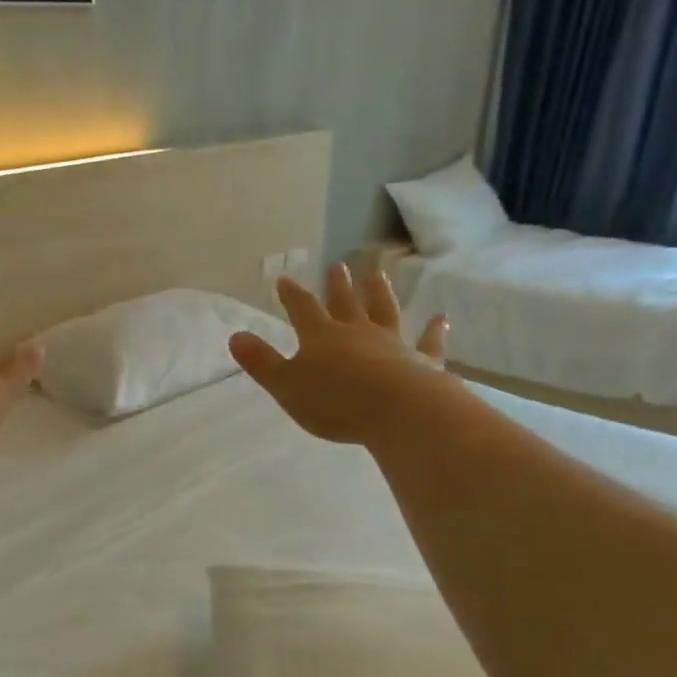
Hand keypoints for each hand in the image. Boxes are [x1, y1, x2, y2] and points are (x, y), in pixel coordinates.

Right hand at [229, 263, 449, 445]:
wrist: (397, 412)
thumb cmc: (335, 402)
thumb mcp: (285, 385)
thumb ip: (261, 362)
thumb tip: (235, 335)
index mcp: (321, 336)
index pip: (302, 308)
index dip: (292, 294)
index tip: (285, 278)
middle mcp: (357, 332)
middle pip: (345, 303)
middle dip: (338, 285)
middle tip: (337, 265)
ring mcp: (392, 343)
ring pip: (384, 312)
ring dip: (380, 293)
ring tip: (378, 274)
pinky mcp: (421, 361)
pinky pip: (428, 342)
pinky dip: (434, 330)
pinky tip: (441, 319)